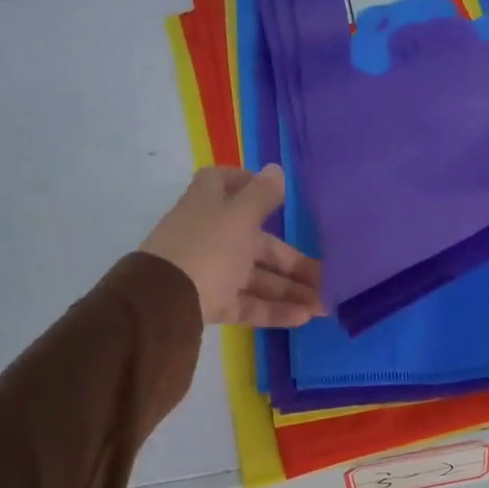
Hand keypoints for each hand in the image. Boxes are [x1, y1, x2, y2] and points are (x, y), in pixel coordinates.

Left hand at [139, 166, 325, 327]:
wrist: (162, 305)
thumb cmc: (206, 248)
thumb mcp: (239, 217)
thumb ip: (262, 195)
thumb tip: (276, 169)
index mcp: (209, 206)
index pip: (222, 182)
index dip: (246, 182)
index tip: (278, 195)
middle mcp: (209, 236)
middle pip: (256, 243)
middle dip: (292, 262)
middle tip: (326, 277)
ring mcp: (209, 272)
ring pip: (256, 278)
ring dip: (289, 290)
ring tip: (323, 306)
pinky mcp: (210, 304)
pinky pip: (247, 304)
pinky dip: (273, 310)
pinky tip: (303, 318)